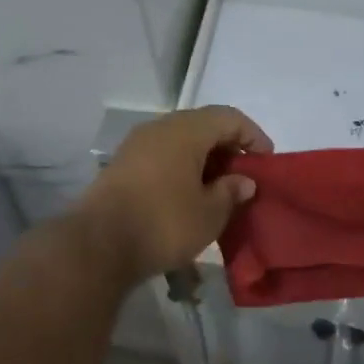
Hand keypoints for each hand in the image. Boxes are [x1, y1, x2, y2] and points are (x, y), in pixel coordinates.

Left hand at [75, 106, 272, 280]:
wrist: (97, 246)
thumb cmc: (163, 223)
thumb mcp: (209, 213)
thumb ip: (231, 192)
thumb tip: (243, 181)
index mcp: (185, 130)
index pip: (229, 118)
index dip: (252, 136)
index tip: (266, 162)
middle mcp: (159, 128)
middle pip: (202, 126)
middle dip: (227, 149)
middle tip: (243, 177)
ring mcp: (135, 146)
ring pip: (180, 143)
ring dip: (203, 161)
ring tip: (218, 191)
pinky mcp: (121, 167)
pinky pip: (161, 158)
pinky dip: (181, 170)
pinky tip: (188, 197)